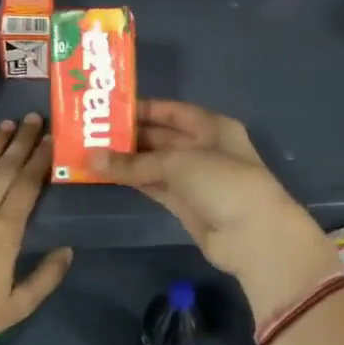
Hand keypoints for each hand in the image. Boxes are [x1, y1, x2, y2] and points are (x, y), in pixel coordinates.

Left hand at [0, 113, 72, 344]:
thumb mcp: (17, 308)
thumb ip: (46, 277)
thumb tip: (68, 250)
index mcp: (5, 232)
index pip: (27, 185)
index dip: (40, 160)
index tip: (51, 139)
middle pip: (5, 169)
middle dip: (22, 141)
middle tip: (35, 118)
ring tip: (8, 124)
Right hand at [94, 100, 337, 308]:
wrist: (253, 236)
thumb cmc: (223, 182)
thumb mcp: (177, 163)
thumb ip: (133, 162)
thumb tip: (89, 158)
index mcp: (211, 126)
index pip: (172, 111)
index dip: (143, 109)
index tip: (109, 108)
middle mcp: (203, 148)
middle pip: (161, 137)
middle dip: (129, 135)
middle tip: (90, 132)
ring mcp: (194, 178)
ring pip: (154, 163)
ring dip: (126, 160)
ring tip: (90, 152)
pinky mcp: (184, 204)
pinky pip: (153, 185)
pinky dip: (132, 180)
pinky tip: (106, 174)